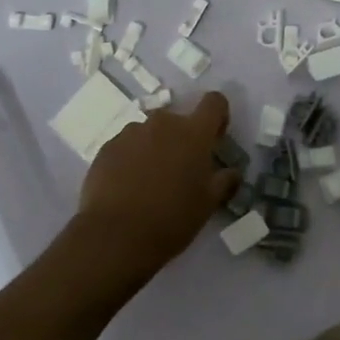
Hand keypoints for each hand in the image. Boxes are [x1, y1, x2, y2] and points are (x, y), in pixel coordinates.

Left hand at [68, 91, 240, 291]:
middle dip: (182, 140)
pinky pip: (127, 146)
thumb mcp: (208, 204)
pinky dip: (132, 159)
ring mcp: (131, 133)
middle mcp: (162, 123)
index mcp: (193, 133)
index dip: (218, 116)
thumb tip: (232, 172)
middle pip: (179, 120)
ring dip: (156, 148)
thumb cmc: (171, 219)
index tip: (215, 138)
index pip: (214, 102)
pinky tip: (128, 187)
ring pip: (151, 133)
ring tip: (149, 182)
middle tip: (180, 172)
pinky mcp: (107, 147)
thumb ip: (224, 181)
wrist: (115, 236)